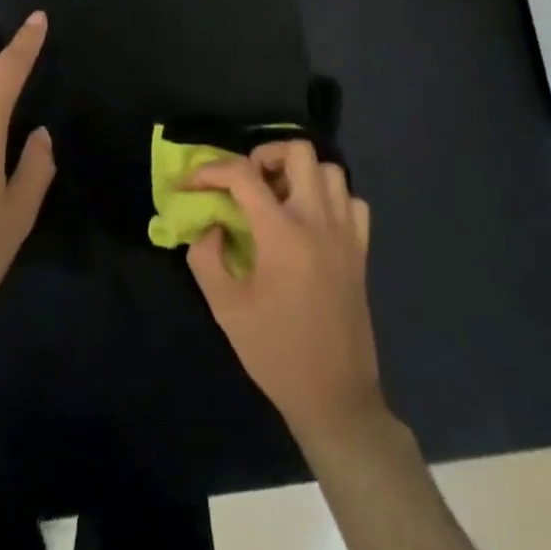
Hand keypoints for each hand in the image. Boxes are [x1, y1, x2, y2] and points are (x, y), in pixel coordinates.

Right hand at [186, 141, 382, 443]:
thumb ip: (206, 257)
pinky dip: (330, 198)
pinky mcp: (361, 250)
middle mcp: (318, 220)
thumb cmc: (275, 352)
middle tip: (245, 182)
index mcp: (282, 233)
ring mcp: (345, 233)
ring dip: (299, 173)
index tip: (189, 184)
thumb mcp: (225, 308)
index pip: (243, 174)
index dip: (210, 170)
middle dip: (264, 155)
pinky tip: (311, 220)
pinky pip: (352, 201)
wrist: (334, 397)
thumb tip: (209, 225)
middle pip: (298, 152)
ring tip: (277, 197)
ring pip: (329, 170)